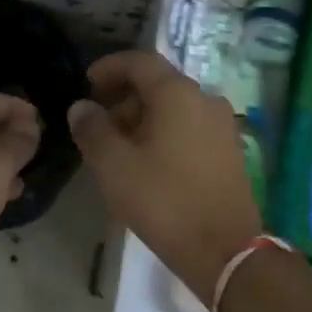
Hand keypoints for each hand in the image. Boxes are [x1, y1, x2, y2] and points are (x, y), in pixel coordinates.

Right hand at [68, 51, 263, 295]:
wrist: (224, 250)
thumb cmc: (164, 201)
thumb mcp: (114, 166)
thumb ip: (93, 130)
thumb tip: (81, 107)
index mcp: (178, 94)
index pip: (139, 62)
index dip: (109, 67)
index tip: (87, 83)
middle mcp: (206, 100)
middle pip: (158, 86)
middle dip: (124, 100)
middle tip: (98, 126)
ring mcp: (223, 127)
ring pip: (175, 110)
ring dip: (143, 120)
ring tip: (119, 150)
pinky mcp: (230, 152)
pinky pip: (190, 130)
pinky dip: (165, 135)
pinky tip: (148, 165)